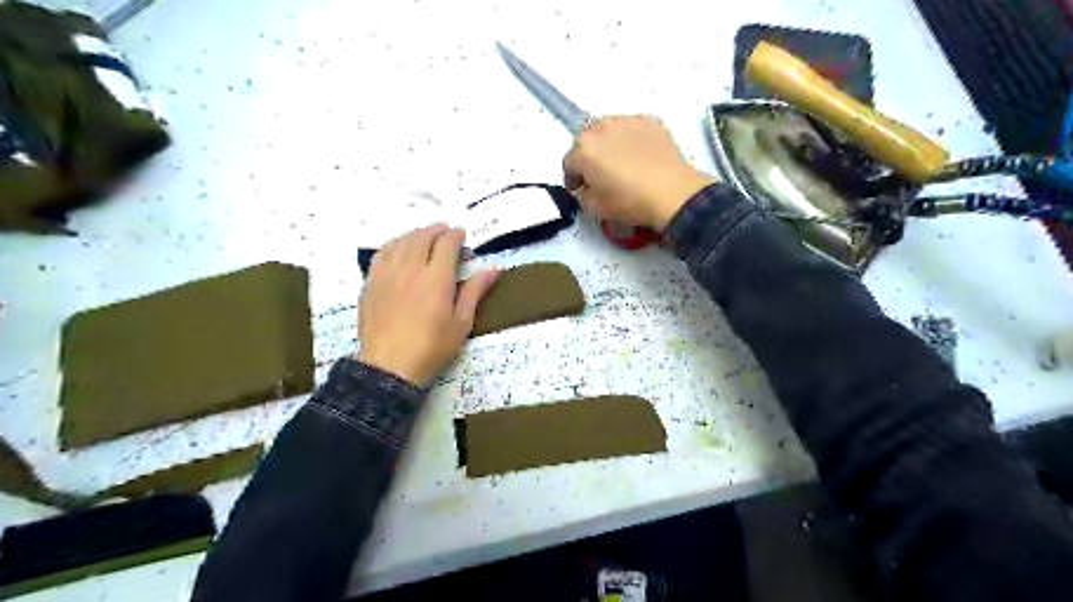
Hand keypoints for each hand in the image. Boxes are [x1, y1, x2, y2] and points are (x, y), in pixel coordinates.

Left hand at [355, 223, 498, 384]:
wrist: (390, 366)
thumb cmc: (432, 347)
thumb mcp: (462, 322)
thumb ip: (475, 291)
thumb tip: (493, 269)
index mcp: (436, 278)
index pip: (446, 244)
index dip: (455, 236)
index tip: (462, 236)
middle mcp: (411, 269)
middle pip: (422, 237)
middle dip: (436, 230)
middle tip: (445, 232)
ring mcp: (387, 274)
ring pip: (401, 241)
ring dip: (415, 234)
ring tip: (424, 237)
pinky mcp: (371, 283)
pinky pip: (382, 253)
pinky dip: (394, 245)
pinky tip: (398, 249)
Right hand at [561, 116, 710, 229]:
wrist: (672, 193)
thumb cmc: (629, 202)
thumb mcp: (595, 209)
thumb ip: (582, 195)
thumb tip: (585, 187)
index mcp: (583, 149)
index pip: (569, 162)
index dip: (573, 178)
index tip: (581, 189)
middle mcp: (601, 127)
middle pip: (587, 140)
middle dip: (590, 156)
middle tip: (601, 175)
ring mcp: (627, 120)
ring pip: (610, 131)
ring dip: (610, 144)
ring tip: (622, 163)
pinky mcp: (650, 121)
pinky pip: (632, 129)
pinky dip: (632, 140)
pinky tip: (641, 157)